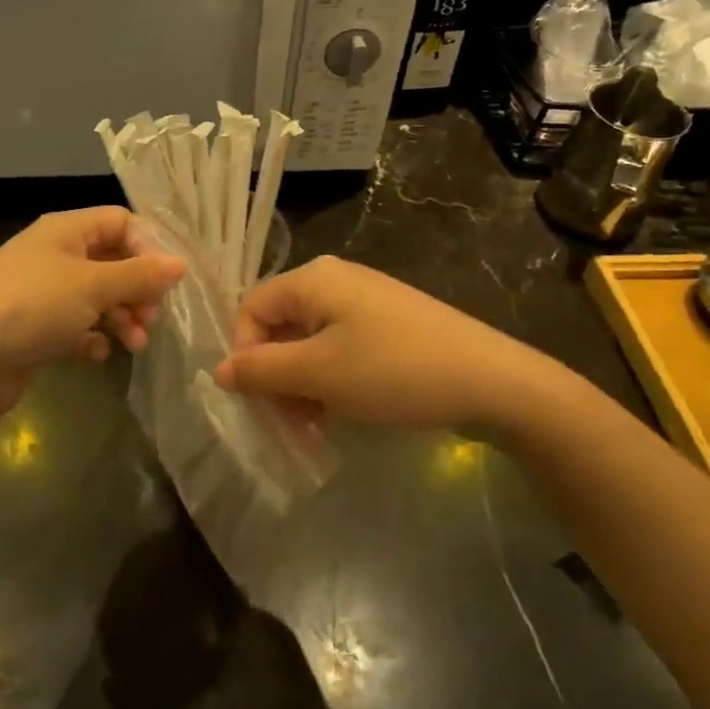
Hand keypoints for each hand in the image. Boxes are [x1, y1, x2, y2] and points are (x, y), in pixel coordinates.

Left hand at [0, 208, 184, 436]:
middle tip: (152, 318)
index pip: (121, 222)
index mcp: (65, 230)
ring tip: (134, 344)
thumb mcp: (92, 286)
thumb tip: (180, 264)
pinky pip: (76, 326)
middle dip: (138, 289)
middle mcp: (55, 255)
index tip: (169, 281)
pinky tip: (96, 355)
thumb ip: (139, 275)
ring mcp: (43, 293)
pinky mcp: (35, 328)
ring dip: (121, 317)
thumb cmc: (31, 309)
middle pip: (112, 260)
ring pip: (97, 296)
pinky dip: (92, 338)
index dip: (149, 247)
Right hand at [215, 256, 541, 434]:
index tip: (259, 402)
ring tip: (316, 429)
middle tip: (290, 425)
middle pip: (280, 327)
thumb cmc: (394, 371)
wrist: (490, 380)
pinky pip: (340, 349)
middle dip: (276, 378)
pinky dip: (330, 381)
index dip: (245, 355)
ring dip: (302, 387)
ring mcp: (364, 302)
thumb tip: (219, 370)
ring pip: (309, 343)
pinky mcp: (387, 325)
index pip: (251, 309)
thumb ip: (262, 370)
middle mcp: (335, 281)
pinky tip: (341, 414)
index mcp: (313, 279)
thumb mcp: (320, 373)